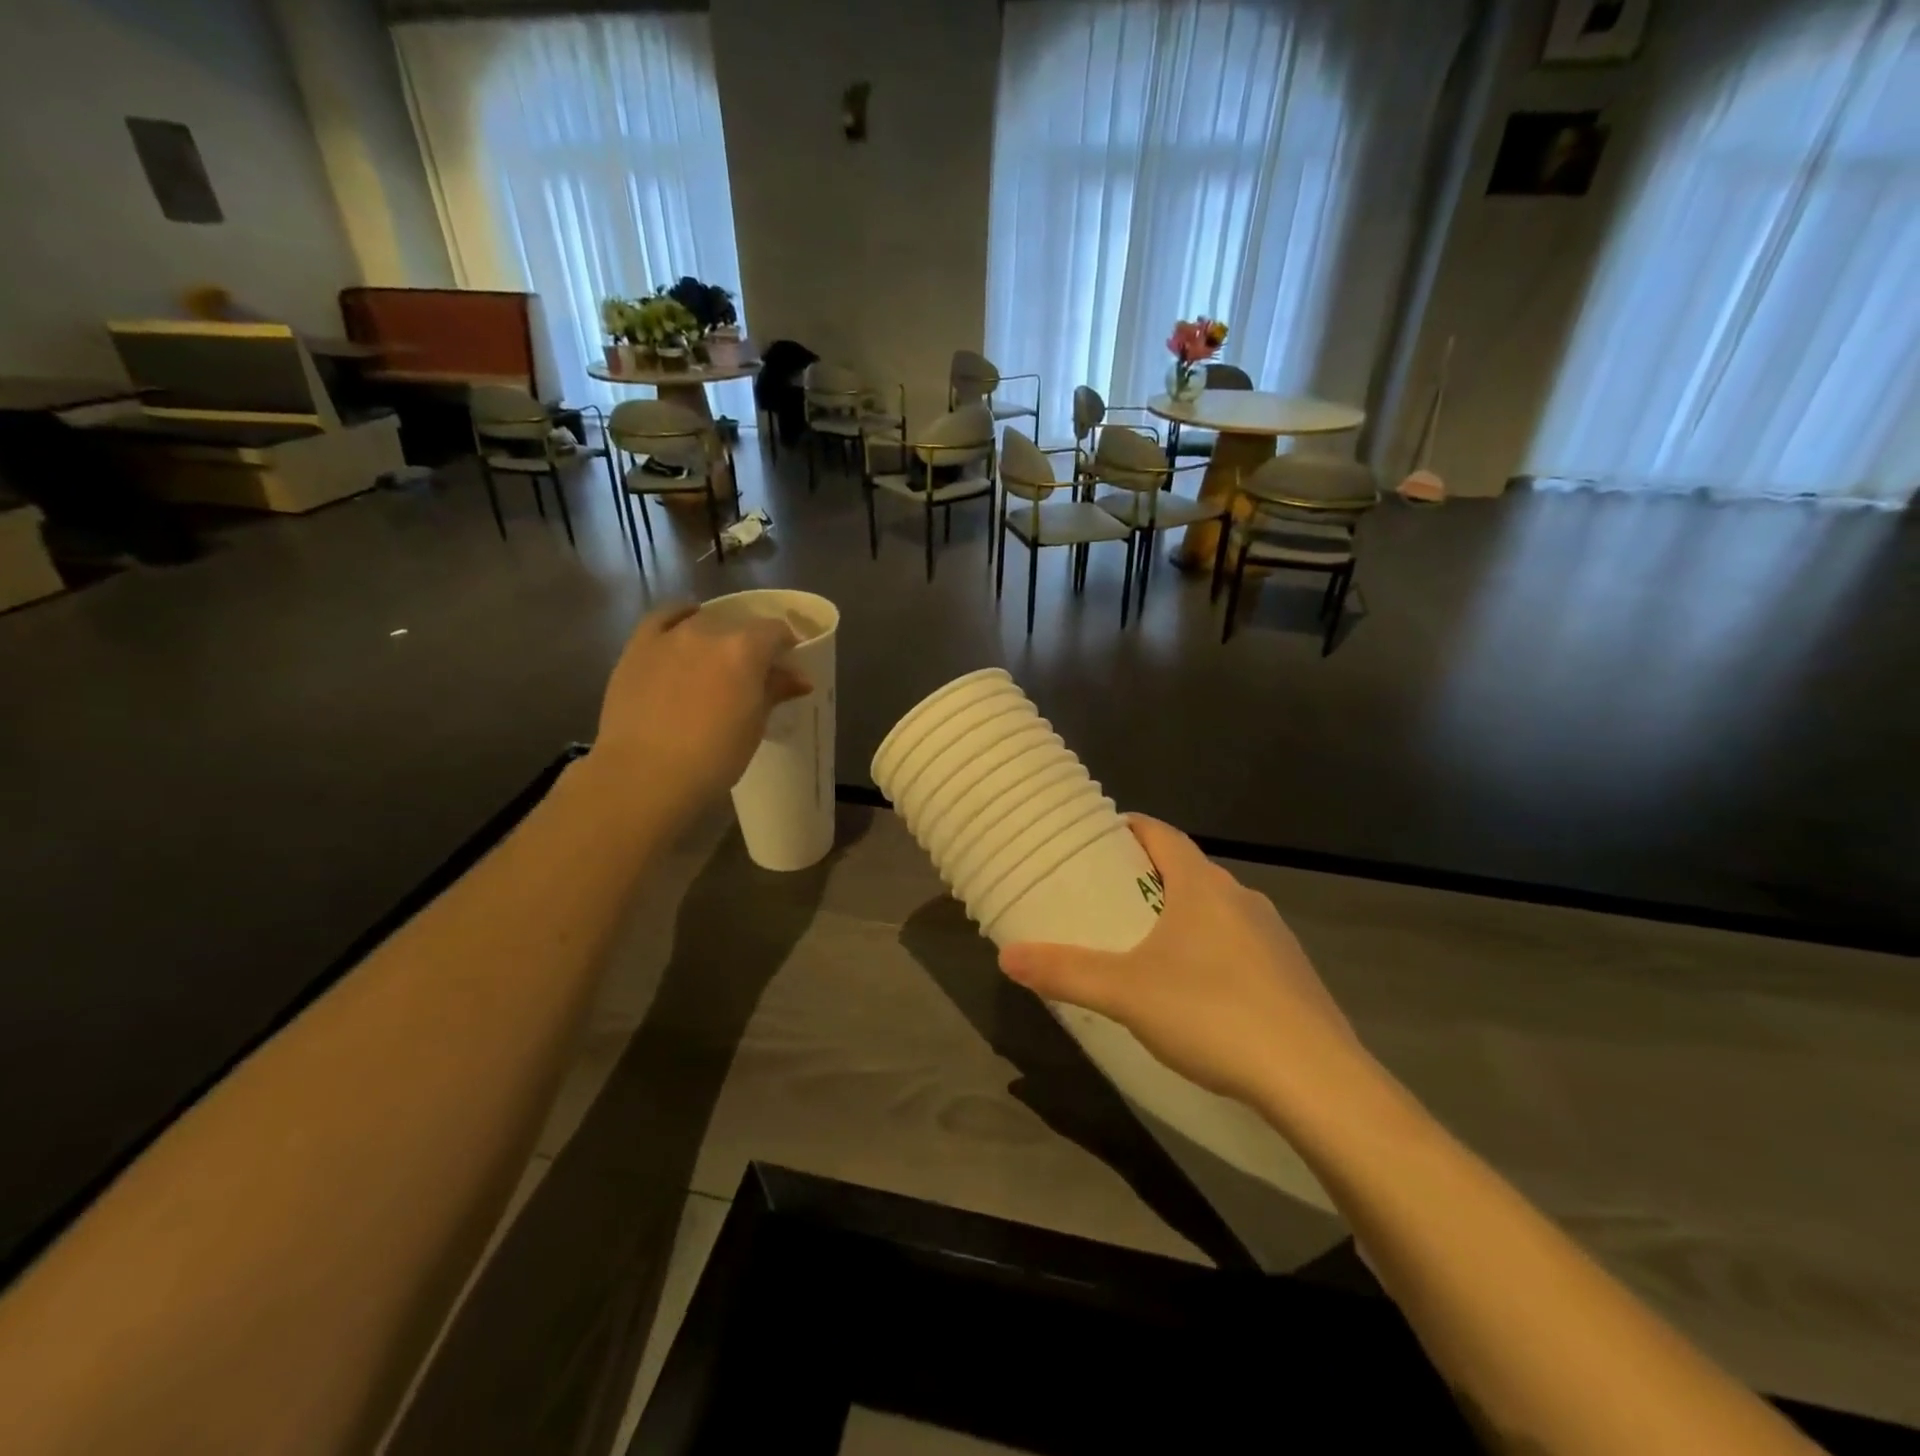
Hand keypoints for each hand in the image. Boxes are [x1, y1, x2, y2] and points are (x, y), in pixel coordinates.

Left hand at [588, 602, 809, 814]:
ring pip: (702, 620)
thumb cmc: (713, 757)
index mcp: (744, 649)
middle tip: (754, 672)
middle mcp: (707, 631)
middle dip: (752, 643)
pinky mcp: (637, 647)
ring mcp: (669, 636)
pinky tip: (684, 628)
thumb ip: (775, 691)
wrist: (645, 776)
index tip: (789, 665)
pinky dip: (678, 618)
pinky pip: (662, 618)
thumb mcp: (754, 726)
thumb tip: (798, 678)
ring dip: (717, 634)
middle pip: (739, 624)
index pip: (776, 631)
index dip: (787, 645)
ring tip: (717, 659)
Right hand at [998, 816, 1363, 1108]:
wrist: (1316, 1080)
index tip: (1100, 838)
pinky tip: (1200, 993)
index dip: (1130, 829)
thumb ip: (1065, 973)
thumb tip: (1007, 957)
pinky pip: (1242, 945)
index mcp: (1202, 886)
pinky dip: (1213, 951)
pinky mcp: (1294, 974)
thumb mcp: (1126, 994)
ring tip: (1148, 947)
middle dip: (1149, 878)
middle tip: (1110, 899)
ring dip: (1183, 916)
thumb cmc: (1212, 1014)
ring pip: (1217, 909)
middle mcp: (1241, 898)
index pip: (1161, 834)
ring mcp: (1274, 935)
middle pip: (1188, 870)